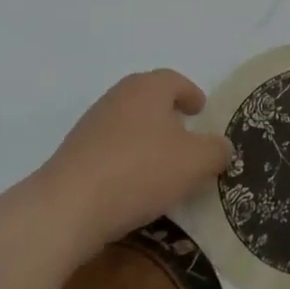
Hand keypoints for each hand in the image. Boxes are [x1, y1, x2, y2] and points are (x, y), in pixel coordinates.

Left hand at [36, 69, 232, 253]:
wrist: (67, 207)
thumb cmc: (139, 171)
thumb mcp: (194, 162)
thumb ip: (216, 151)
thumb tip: (222, 147)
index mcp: (148, 88)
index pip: (175, 81)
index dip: (191, 94)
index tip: (201, 110)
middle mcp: (118, 97)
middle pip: (149, 99)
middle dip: (168, 115)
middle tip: (186, 136)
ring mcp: (91, 125)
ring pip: (129, 124)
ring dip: (146, 139)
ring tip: (162, 166)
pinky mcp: (74, 155)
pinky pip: (110, 150)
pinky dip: (126, 160)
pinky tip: (133, 187)